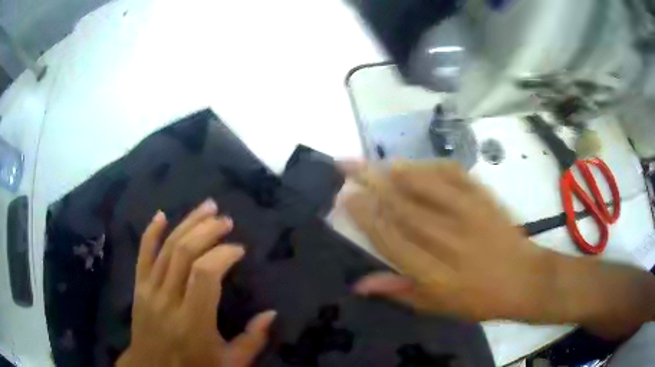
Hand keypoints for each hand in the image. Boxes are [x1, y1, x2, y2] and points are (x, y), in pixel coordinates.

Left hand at [117, 199, 276, 366]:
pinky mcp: (139, 287)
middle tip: (226, 220)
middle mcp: (168, 300)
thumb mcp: (230, 363)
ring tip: (207, 207)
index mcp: (193, 322)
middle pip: (184, 253)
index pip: (205, 274)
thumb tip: (271, 313)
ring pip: (167, 248)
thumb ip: (252, 340)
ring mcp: (149, 291)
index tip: (239, 249)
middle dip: (207, 230)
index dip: (223, 254)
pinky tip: (162, 215)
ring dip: (187, 224)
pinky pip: (142, 254)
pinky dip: (151, 232)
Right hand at [345, 162, 552, 321]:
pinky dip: (430, 166)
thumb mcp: (436, 307)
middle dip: (370, 184)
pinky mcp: (484, 199)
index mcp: (433, 274)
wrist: (523, 279)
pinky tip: (414, 164)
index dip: (366, 216)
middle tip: (346, 165)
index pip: (391, 239)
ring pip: (425, 186)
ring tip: (372, 161)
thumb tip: (358, 284)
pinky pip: (454, 175)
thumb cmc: (478, 299)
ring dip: (395, 171)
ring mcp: (469, 215)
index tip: (347, 197)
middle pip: (403, 207)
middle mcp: (448, 241)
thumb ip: (398, 292)